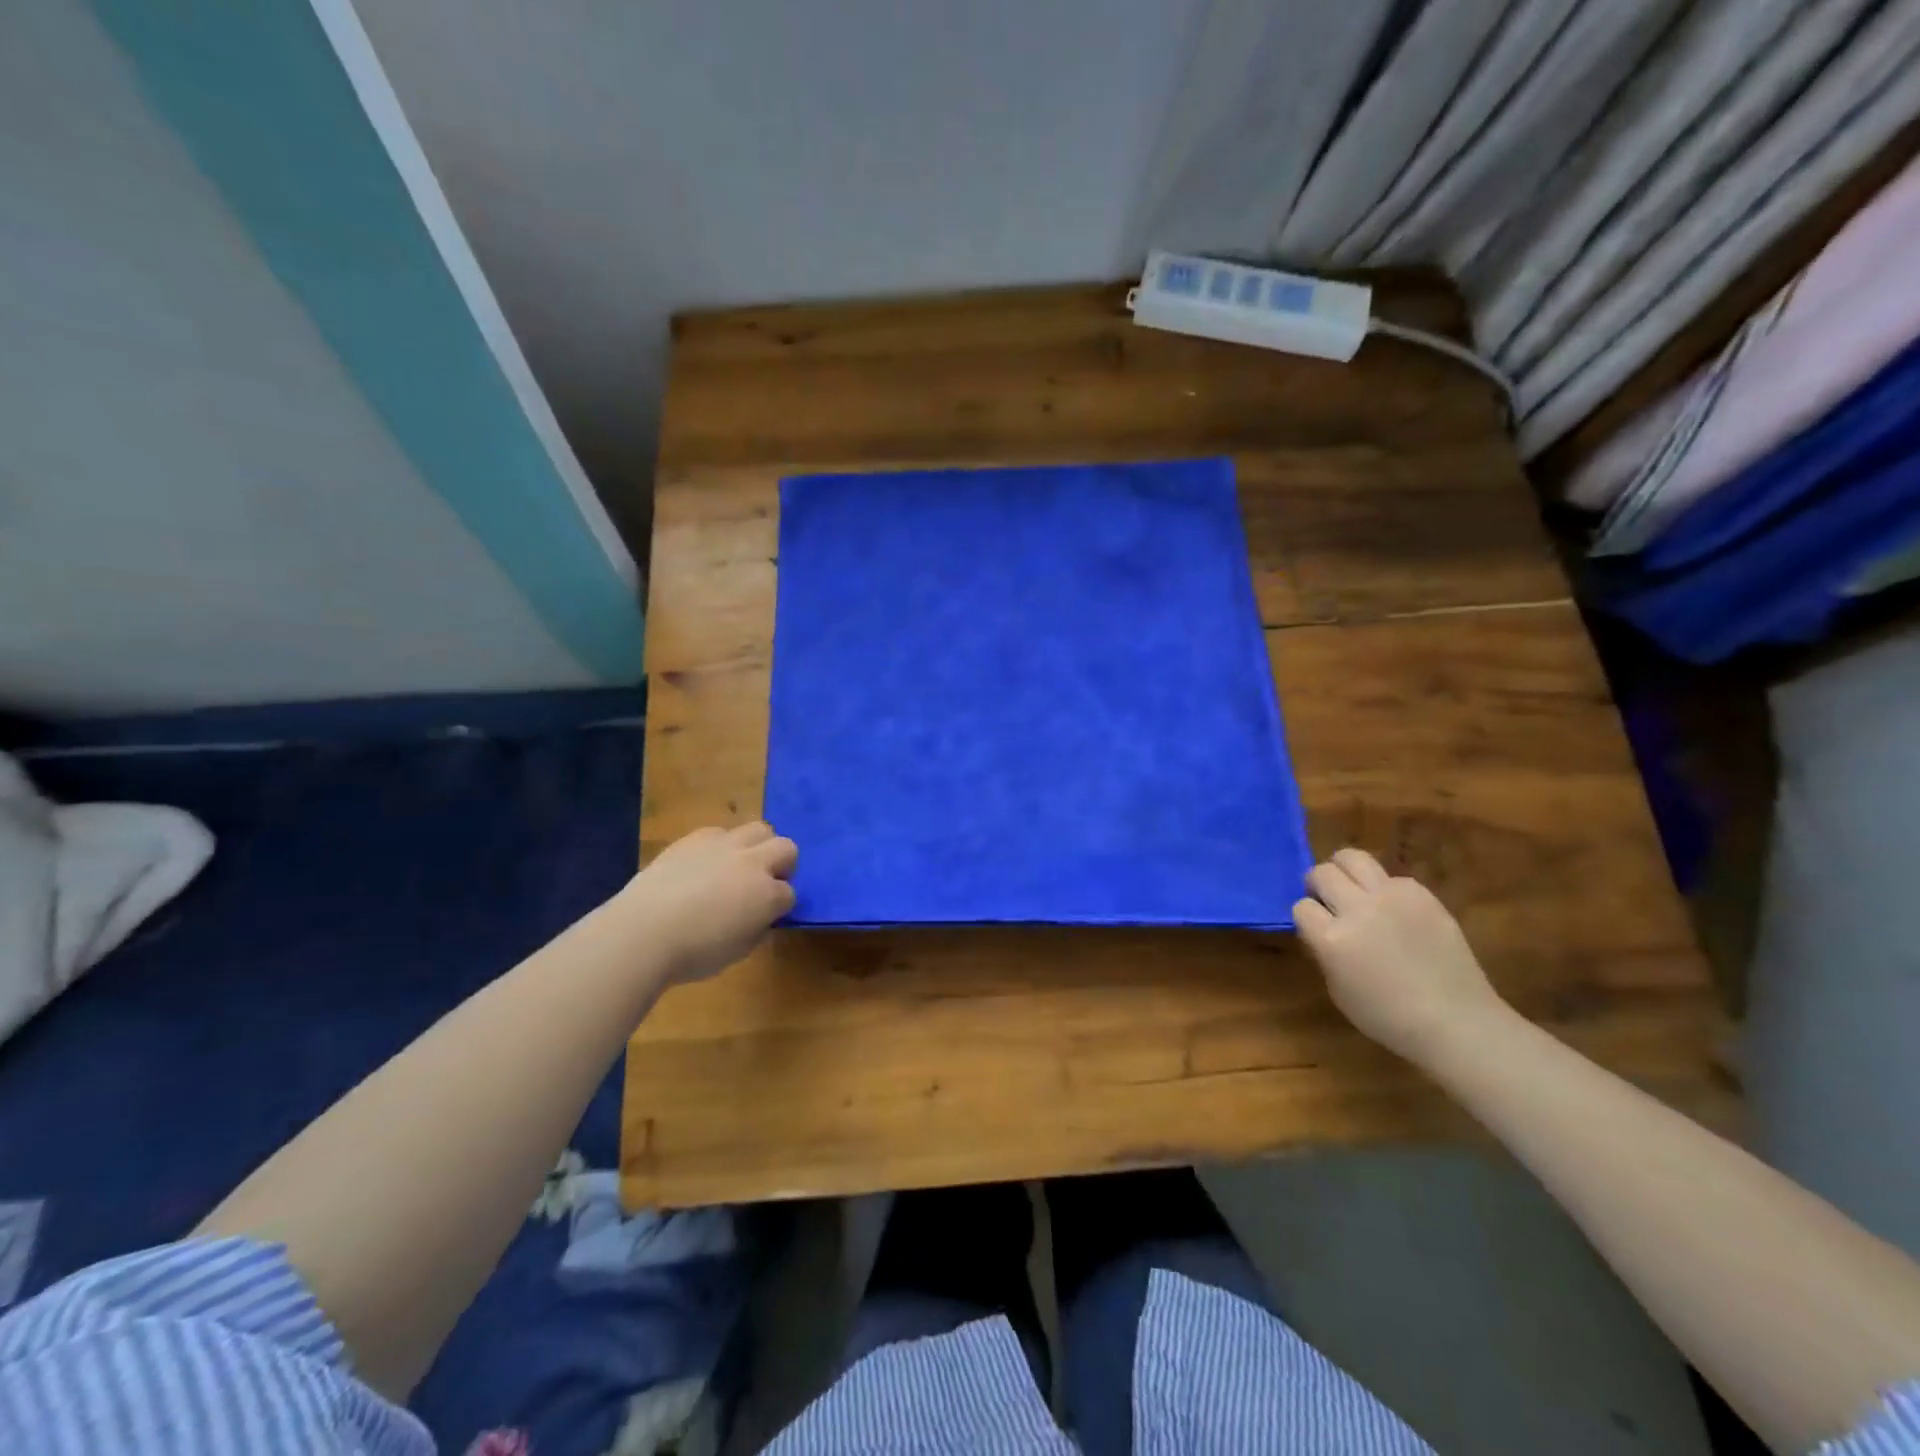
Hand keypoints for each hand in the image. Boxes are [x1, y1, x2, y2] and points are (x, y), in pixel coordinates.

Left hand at [623, 822, 797, 984]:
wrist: (643, 932)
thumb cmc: (693, 953)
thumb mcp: (738, 951)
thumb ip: (756, 928)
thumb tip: (759, 917)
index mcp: (768, 895)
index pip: (789, 894)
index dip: (780, 906)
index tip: (766, 917)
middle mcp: (752, 863)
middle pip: (786, 847)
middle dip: (781, 864)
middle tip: (763, 883)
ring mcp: (724, 845)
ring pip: (758, 829)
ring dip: (756, 847)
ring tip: (737, 866)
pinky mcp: (695, 838)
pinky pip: (720, 832)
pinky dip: (721, 846)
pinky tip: (704, 864)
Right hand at [1294, 848, 1510, 1065]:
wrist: (1457, 1022)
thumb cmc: (1389, 1017)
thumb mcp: (1338, 989)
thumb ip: (1324, 950)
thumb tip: (1321, 928)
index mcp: (1332, 939)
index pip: (1301, 906)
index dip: (1307, 918)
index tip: (1316, 928)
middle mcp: (1358, 909)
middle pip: (1322, 873)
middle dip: (1319, 886)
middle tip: (1330, 902)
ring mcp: (1392, 897)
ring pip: (1352, 857)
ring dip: (1345, 872)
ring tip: (1355, 891)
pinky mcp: (1422, 895)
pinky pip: (1391, 877)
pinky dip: (1385, 889)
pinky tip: (1395, 911)